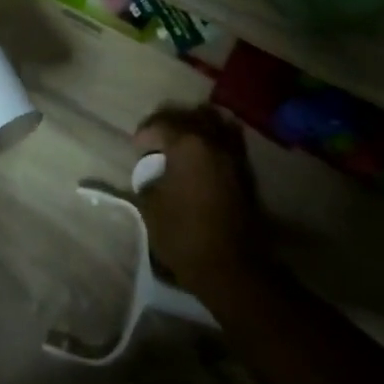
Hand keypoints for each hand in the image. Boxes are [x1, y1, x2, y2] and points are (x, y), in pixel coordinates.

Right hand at [132, 106, 272, 294]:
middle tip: (156, 139)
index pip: (160, 124)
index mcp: (186, 144)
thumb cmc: (185, 234)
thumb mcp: (151, 208)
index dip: (144, 133)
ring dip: (196, 126)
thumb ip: (148, 182)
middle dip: (170, 123)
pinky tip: (204, 157)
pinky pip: (229, 140)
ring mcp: (233, 154)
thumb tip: (153, 176)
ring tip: (183, 143)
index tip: (137, 147)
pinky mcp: (246, 172)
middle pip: (189, 115)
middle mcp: (212, 140)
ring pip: (215, 122)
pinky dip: (215, 140)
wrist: (233, 267)